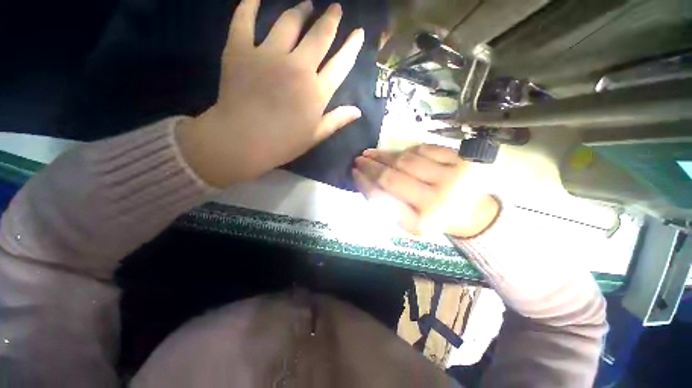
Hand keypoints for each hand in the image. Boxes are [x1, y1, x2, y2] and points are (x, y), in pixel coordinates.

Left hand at [177, 0, 364, 186]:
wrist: (242, 141)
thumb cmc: (283, 143)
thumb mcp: (315, 136)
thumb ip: (336, 121)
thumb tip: (358, 111)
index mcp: (316, 91)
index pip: (340, 64)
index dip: (351, 46)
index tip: (358, 32)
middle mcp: (298, 67)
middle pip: (319, 36)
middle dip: (330, 19)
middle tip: (335, 7)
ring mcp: (268, 55)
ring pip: (288, 22)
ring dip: (300, 10)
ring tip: (306, 5)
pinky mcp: (240, 50)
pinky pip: (244, 19)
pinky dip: (249, 4)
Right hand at [353, 145, 499, 237]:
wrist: (473, 214)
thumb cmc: (435, 219)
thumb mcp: (407, 222)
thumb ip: (386, 204)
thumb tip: (365, 180)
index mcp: (420, 223)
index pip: (383, 198)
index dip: (365, 182)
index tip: (354, 172)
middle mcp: (437, 202)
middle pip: (393, 177)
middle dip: (371, 165)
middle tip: (359, 158)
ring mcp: (453, 179)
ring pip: (407, 160)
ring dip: (385, 154)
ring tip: (372, 153)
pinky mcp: (464, 161)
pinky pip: (425, 149)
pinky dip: (408, 150)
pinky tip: (398, 154)